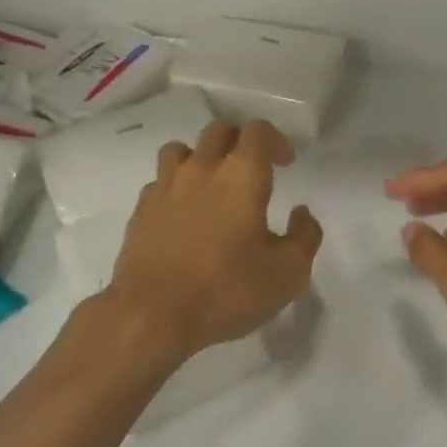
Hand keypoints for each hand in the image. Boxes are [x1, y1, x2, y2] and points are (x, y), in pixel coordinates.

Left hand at [107, 119, 322, 360]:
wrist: (150, 316)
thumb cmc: (226, 290)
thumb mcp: (287, 273)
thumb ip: (304, 236)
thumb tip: (301, 213)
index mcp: (242, 174)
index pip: (258, 131)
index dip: (276, 140)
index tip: (285, 163)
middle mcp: (202, 168)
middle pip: (220, 130)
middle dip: (240, 142)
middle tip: (252, 169)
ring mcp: (166, 186)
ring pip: (183, 149)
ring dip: (202, 158)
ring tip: (211, 183)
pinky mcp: (141, 209)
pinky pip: (160, 182)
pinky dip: (175, 187)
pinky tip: (182, 213)